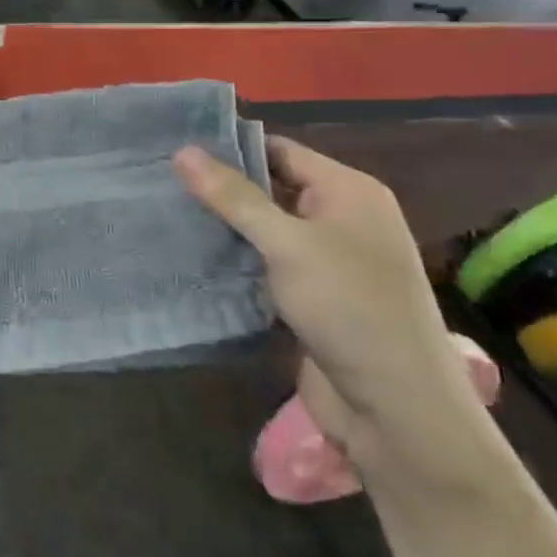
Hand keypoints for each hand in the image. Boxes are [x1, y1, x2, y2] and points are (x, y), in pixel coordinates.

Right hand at [174, 137, 486, 470]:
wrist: (397, 406)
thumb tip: (182, 151)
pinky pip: (267, 267)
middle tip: (160, 185)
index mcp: (348, 191)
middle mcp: (341, 219)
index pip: (280, 151)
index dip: (230, 149)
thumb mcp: (287, 244)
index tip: (175, 151)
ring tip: (165, 218)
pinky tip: (193, 261)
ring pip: (266, 231)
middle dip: (221, 191)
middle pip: (272, 190)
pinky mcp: (314, 299)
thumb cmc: (349, 307)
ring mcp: (329, 261)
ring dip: (225, 230)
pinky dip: (236, 263)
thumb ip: (234, 197)